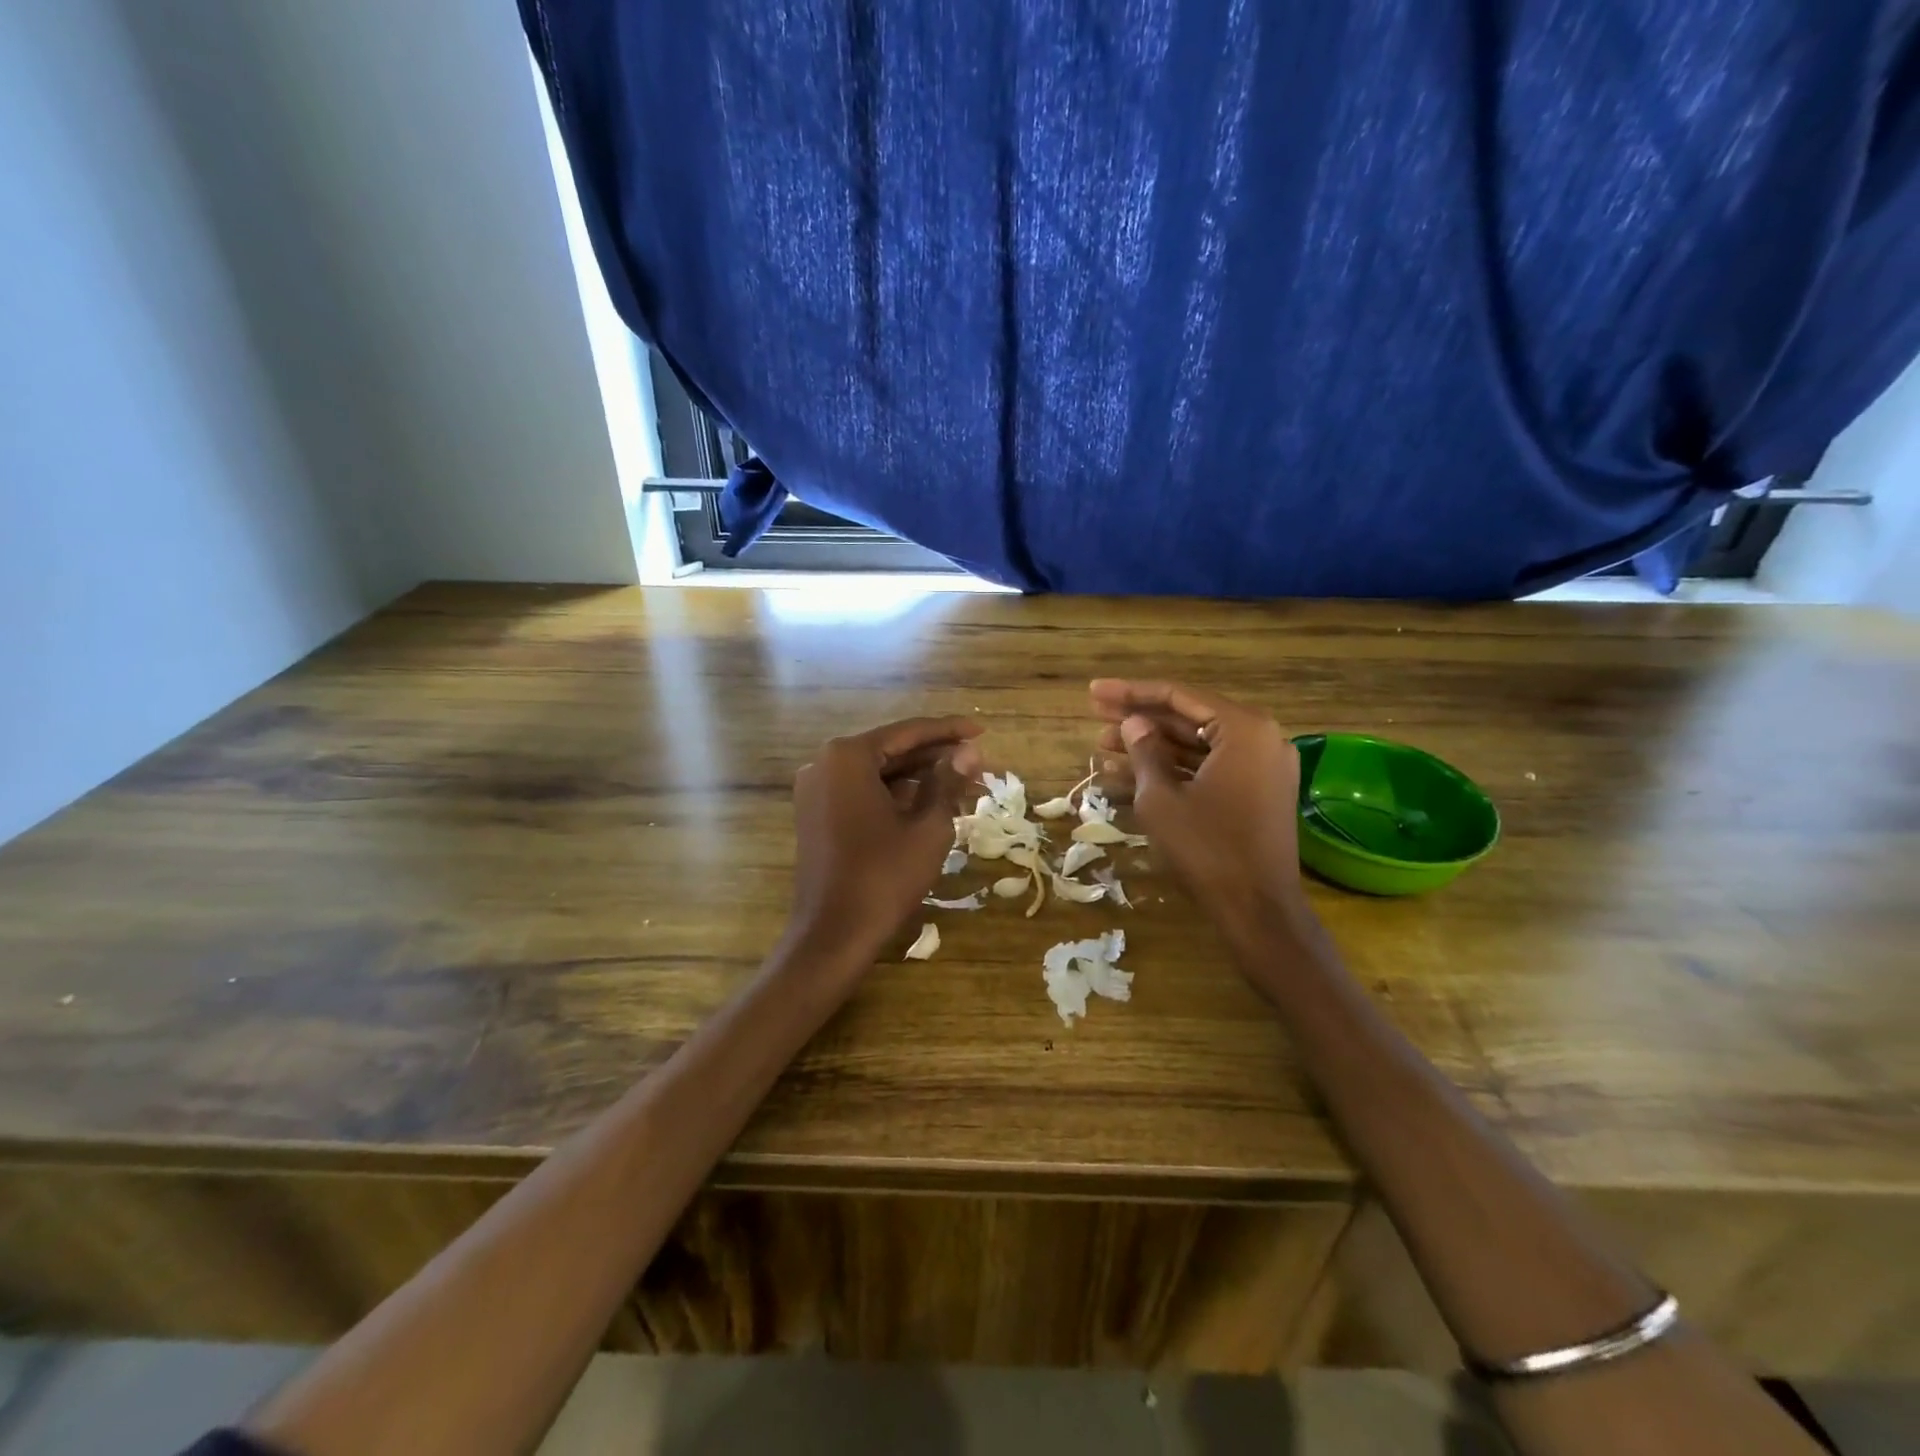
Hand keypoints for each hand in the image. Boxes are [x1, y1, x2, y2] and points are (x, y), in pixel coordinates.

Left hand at [788, 716, 984, 957]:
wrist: (833, 934)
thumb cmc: (884, 876)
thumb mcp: (927, 826)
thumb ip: (948, 781)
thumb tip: (970, 751)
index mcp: (848, 756)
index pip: (907, 733)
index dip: (949, 731)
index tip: (982, 731)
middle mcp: (825, 764)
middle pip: (891, 750)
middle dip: (935, 756)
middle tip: (978, 761)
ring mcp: (816, 790)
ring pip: (877, 773)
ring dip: (918, 777)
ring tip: (963, 783)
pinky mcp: (816, 815)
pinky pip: (862, 792)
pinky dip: (895, 795)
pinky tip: (930, 802)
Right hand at [1089, 680, 1308, 935]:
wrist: (1258, 910)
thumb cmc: (1207, 849)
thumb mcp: (1161, 798)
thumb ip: (1144, 751)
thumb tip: (1133, 723)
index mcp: (1243, 729)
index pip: (1178, 697)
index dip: (1131, 693)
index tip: (1093, 692)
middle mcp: (1261, 738)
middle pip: (1188, 717)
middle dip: (1139, 717)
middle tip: (1094, 713)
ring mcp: (1262, 767)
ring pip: (1196, 744)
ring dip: (1152, 745)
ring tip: (1103, 744)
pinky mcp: (1257, 792)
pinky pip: (1209, 768)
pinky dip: (1174, 768)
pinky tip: (1131, 771)